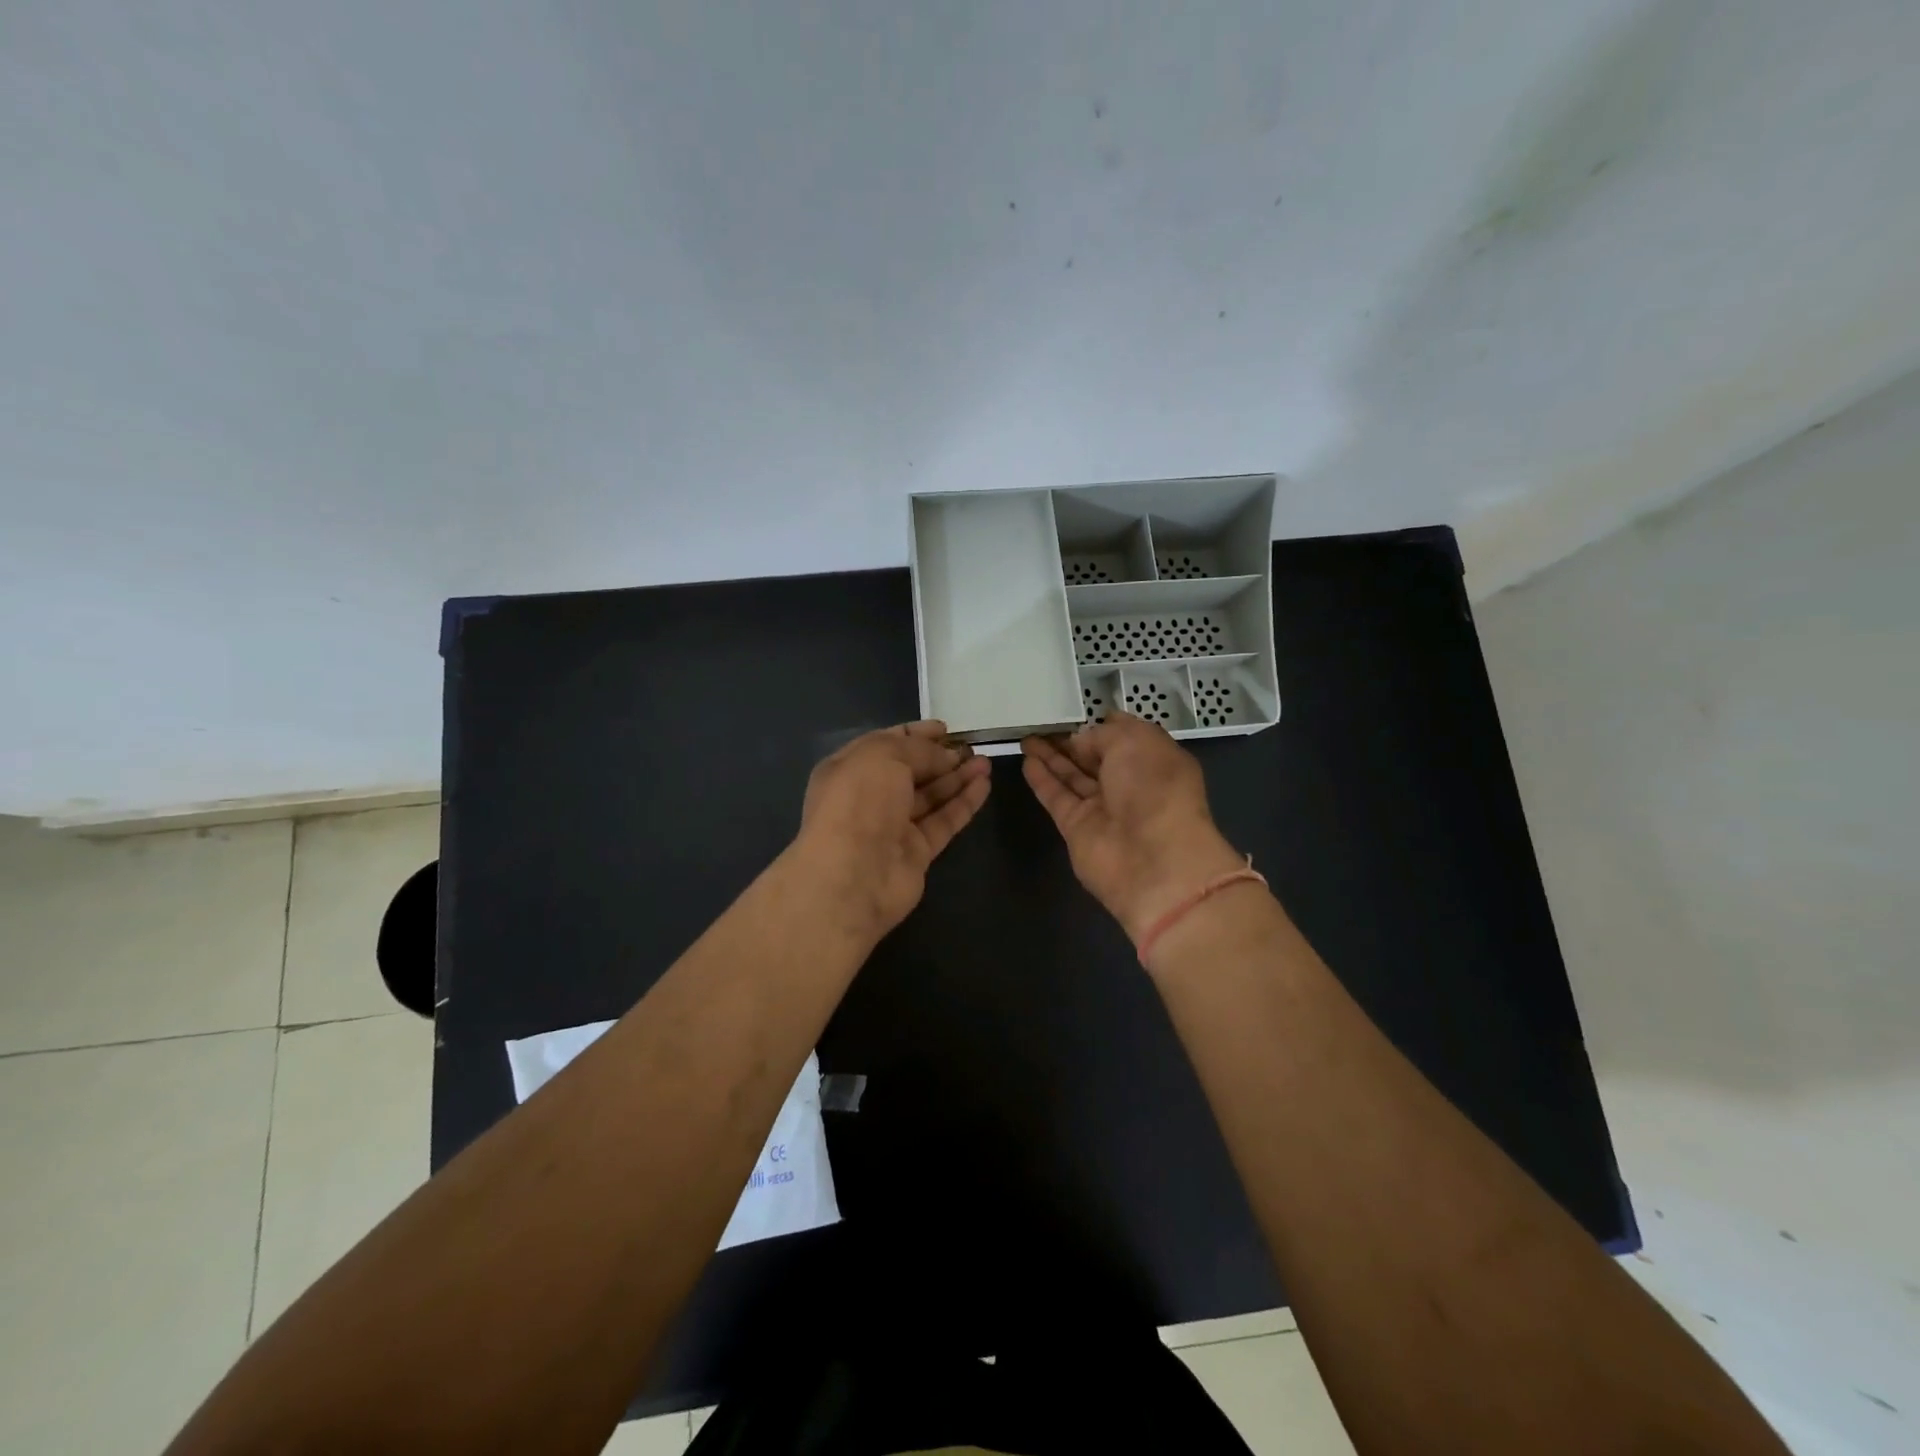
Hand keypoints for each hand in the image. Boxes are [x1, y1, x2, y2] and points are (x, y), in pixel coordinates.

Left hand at [792, 720, 992, 942]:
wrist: (852, 876)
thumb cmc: (859, 802)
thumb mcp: (884, 756)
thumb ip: (917, 750)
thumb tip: (946, 756)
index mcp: (849, 768)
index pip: (885, 744)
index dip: (915, 734)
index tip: (946, 729)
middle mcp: (869, 796)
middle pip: (910, 771)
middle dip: (940, 757)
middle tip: (971, 746)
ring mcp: (893, 827)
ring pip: (930, 797)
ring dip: (957, 778)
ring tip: (985, 762)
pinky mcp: (916, 852)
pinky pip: (943, 821)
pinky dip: (963, 803)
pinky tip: (984, 785)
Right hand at [1022, 712, 1245, 943]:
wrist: (1154, 860)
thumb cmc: (1154, 788)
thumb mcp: (1134, 741)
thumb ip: (1102, 734)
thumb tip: (1080, 741)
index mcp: (1155, 760)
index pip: (1125, 737)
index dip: (1100, 724)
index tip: (1075, 712)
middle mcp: (1131, 784)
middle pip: (1095, 758)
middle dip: (1070, 740)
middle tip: (1040, 723)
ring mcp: (1103, 808)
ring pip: (1072, 776)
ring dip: (1050, 756)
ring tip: (1025, 737)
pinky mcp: (1077, 828)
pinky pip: (1057, 797)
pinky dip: (1042, 779)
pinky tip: (1026, 760)